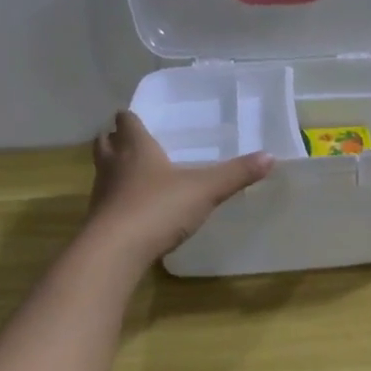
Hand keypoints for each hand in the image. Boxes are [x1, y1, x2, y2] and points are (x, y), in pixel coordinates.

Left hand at [85, 110, 273, 262]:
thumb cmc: (159, 208)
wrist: (116, 250)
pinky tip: (134, 210)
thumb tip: (270, 156)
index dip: (131, 119)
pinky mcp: (99, 220)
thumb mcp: (205, 190)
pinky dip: (117, 200)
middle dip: (115, 139)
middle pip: (105, 142)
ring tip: (134, 174)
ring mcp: (102, 193)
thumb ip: (236, 174)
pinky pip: (107, 201)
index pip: (126, 122)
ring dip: (114, 168)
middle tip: (131, 142)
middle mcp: (113, 164)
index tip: (138, 119)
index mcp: (136, 148)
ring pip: (103, 171)